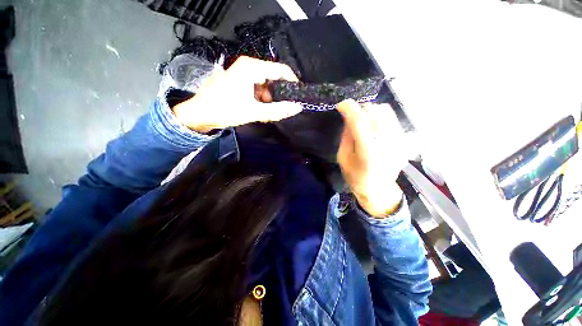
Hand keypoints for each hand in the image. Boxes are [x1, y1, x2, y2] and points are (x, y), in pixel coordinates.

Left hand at [173, 56, 301, 132]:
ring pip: (265, 85)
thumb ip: (277, 110)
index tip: (298, 97)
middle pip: (273, 78)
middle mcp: (248, 66)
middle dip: (278, 95)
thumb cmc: (225, 110)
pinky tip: (259, 110)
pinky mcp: (239, 81)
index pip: (281, 70)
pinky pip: (257, 88)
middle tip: (280, 110)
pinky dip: (261, 99)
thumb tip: (297, 107)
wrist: (200, 114)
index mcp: (252, 67)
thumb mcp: (254, 112)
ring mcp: (243, 73)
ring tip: (267, 113)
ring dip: (269, 99)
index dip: (292, 83)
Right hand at [337, 100, 406, 216]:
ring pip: (386, 111)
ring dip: (371, 112)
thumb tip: (349, 118)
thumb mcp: (343, 157)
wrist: (378, 190)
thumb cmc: (355, 176)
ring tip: (364, 121)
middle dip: (360, 109)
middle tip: (352, 118)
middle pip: (375, 110)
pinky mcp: (404, 140)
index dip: (348, 108)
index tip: (341, 106)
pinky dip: (381, 118)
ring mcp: (399, 140)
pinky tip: (375, 128)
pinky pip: (393, 119)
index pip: (359, 120)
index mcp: (368, 149)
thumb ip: (346, 136)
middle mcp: (387, 141)